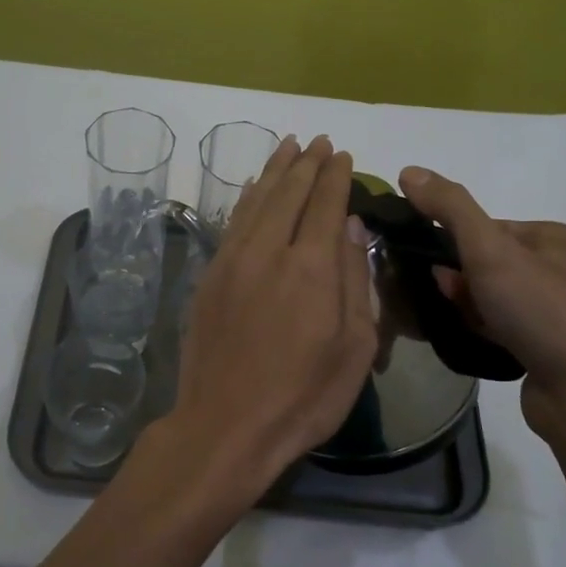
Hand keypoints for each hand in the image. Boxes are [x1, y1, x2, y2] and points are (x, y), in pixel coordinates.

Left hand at [147, 135, 376, 506]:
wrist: (226, 425)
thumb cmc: (303, 396)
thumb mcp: (354, 348)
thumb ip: (355, 280)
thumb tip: (351, 227)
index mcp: (312, 268)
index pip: (326, 204)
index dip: (336, 176)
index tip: (342, 154)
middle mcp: (270, 251)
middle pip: (289, 193)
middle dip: (307, 163)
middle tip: (318, 141)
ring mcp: (233, 260)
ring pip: (256, 200)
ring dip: (275, 170)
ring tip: (288, 147)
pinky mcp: (210, 276)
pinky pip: (232, 222)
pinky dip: (246, 198)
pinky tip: (252, 187)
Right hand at [397, 166, 565, 406]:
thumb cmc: (539, 311)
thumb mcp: (489, 249)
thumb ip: (449, 208)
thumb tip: (408, 170)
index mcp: (550, 237)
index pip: (484, 226)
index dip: (451, 242)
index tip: (430, 266)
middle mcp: (556, 269)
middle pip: (484, 262)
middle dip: (457, 279)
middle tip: (442, 296)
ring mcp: (552, 311)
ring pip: (488, 297)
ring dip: (465, 305)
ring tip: (453, 321)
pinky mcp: (544, 347)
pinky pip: (498, 326)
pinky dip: (479, 329)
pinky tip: (470, 340)